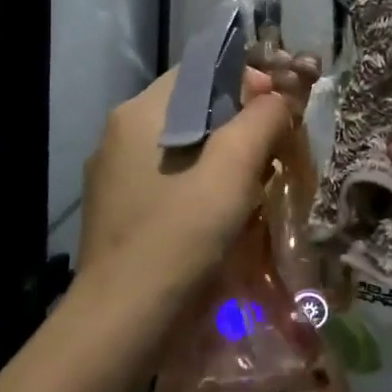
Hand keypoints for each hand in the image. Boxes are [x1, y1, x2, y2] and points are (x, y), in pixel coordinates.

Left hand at [76, 61, 316, 302]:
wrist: (122, 322)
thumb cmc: (181, 234)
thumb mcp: (233, 169)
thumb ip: (261, 119)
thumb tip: (277, 98)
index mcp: (140, 112)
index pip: (200, 70)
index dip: (246, 81)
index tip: (277, 112)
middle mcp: (119, 133)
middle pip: (192, 106)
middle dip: (238, 121)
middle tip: (273, 151)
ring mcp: (113, 173)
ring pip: (182, 143)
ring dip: (221, 154)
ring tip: (253, 184)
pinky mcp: (117, 207)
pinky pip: (166, 176)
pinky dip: (198, 181)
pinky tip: (218, 212)